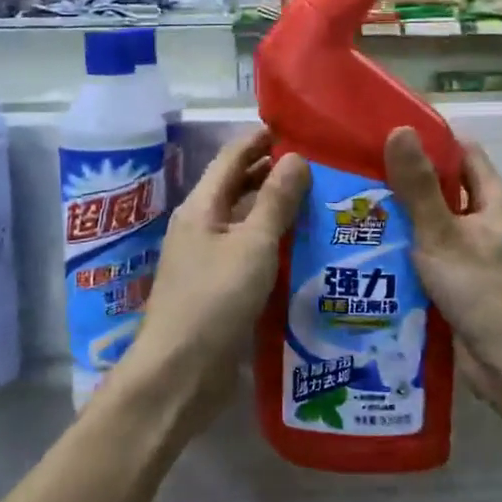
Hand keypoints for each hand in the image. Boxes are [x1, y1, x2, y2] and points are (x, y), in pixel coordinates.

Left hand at [134, 128, 308, 420]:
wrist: (180, 374)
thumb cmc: (214, 299)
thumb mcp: (252, 245)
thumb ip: (275, 201)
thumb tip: (296, 157)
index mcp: (201, 208)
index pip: (231, 158)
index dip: (259, 140)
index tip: (294, 127)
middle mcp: (202, 228)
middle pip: (238, 189)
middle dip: (273, 174)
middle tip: (319, 166)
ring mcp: (209, 261)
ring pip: (247, 224)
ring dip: (277, 211)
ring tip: (321, 202)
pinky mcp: (220, 291)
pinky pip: (251, 255)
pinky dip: (276, 245)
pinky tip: (307, 249)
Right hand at [383, 128, 501, 370]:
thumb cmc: (481, 291)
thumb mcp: (442, 234)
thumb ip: (418, 187)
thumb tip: (400, 129)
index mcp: (495, 203)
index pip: (465, 155)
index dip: (432, 142)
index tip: (389, 137)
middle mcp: (488, 225)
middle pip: (446, 191)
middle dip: (407, 184)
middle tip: (360, 175)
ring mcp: (476, 258)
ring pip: (435, 228)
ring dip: (403, 222)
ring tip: (355, 212)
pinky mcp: (462, 287)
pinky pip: (430, 260)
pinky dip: (406, 255)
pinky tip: (371, 255)